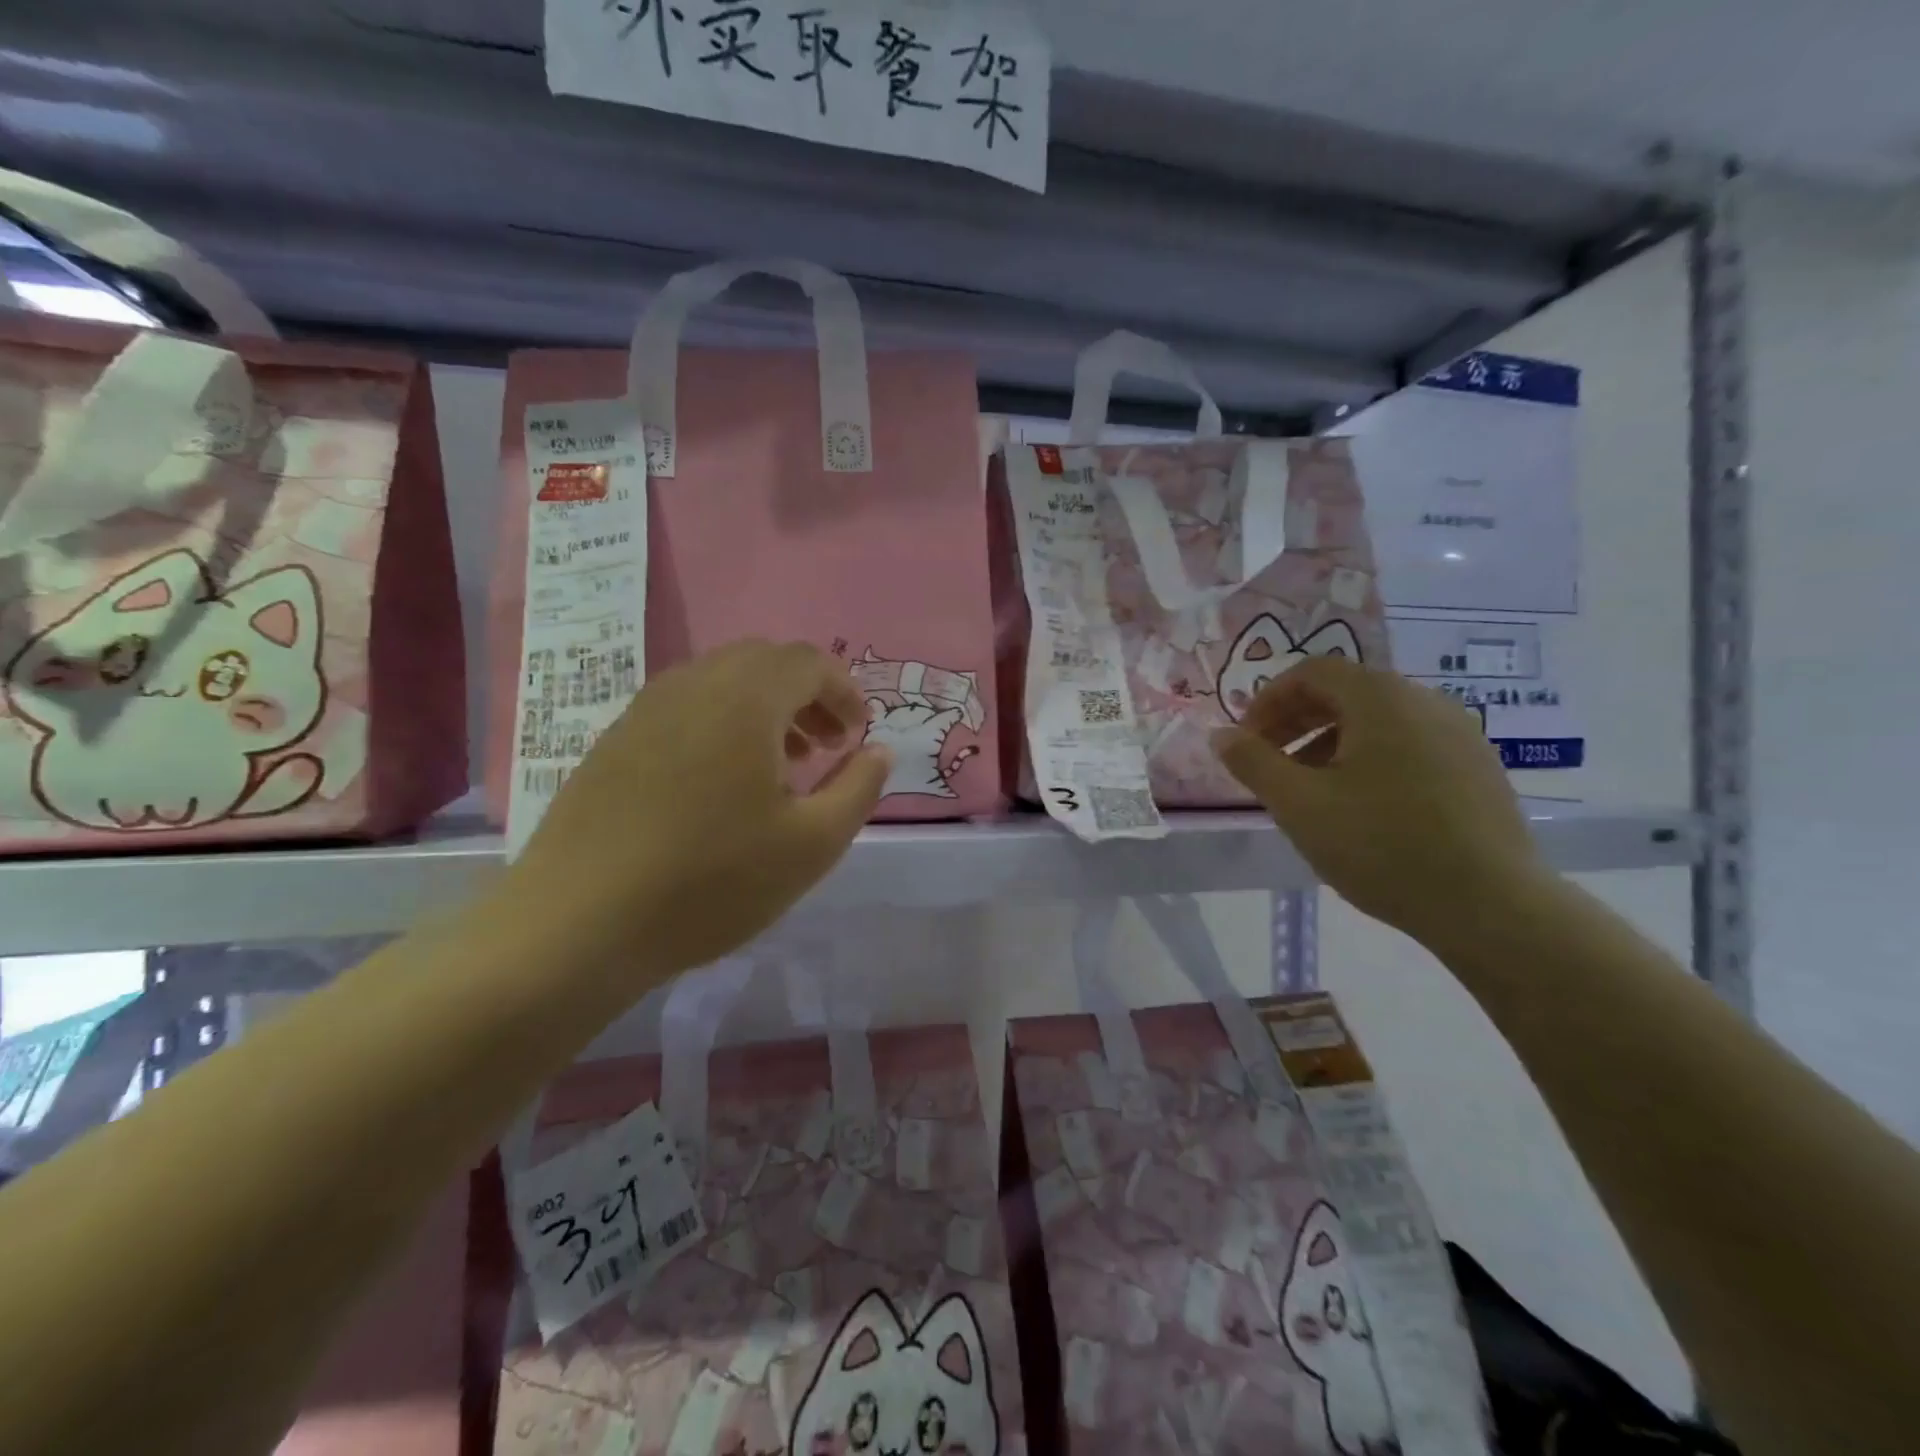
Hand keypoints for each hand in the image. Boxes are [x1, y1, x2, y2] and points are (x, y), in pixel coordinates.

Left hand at [509, 640, 888, 978]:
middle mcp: (692, 685)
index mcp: (744, 698)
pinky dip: (721, 724)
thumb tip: (879, 752)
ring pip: (721, 682)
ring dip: (764, 709)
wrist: (577, 924)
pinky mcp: (615, 740)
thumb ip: (858, 788)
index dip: (845, 691)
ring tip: (781, 765)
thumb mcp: (811, 844)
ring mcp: (645, 709)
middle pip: (764, 661)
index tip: (858, 737)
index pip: (808, 661)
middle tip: (826, 746)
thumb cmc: (710, 881)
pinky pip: (684, 708)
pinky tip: (721, 785)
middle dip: (806, 695)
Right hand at [1212, 656, 1545, 947]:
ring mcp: (1460, 734)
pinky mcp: (1479, 768)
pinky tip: (1362, 809)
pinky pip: (1409, 745)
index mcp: (1380, 697)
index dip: (1268, 701)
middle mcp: (1425, 701)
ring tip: (1310, 792)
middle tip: (1269, 765)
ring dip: (1330, 744)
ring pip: (1378, 722)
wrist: (1491, 905)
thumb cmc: (1381, 846)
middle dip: (1296, 723)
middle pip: (1345, 693)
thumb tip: (1220, 735)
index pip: (1311, 672)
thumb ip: (1252, 762)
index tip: (1247, 742)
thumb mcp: (1298, 804)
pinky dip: (1370, 760)